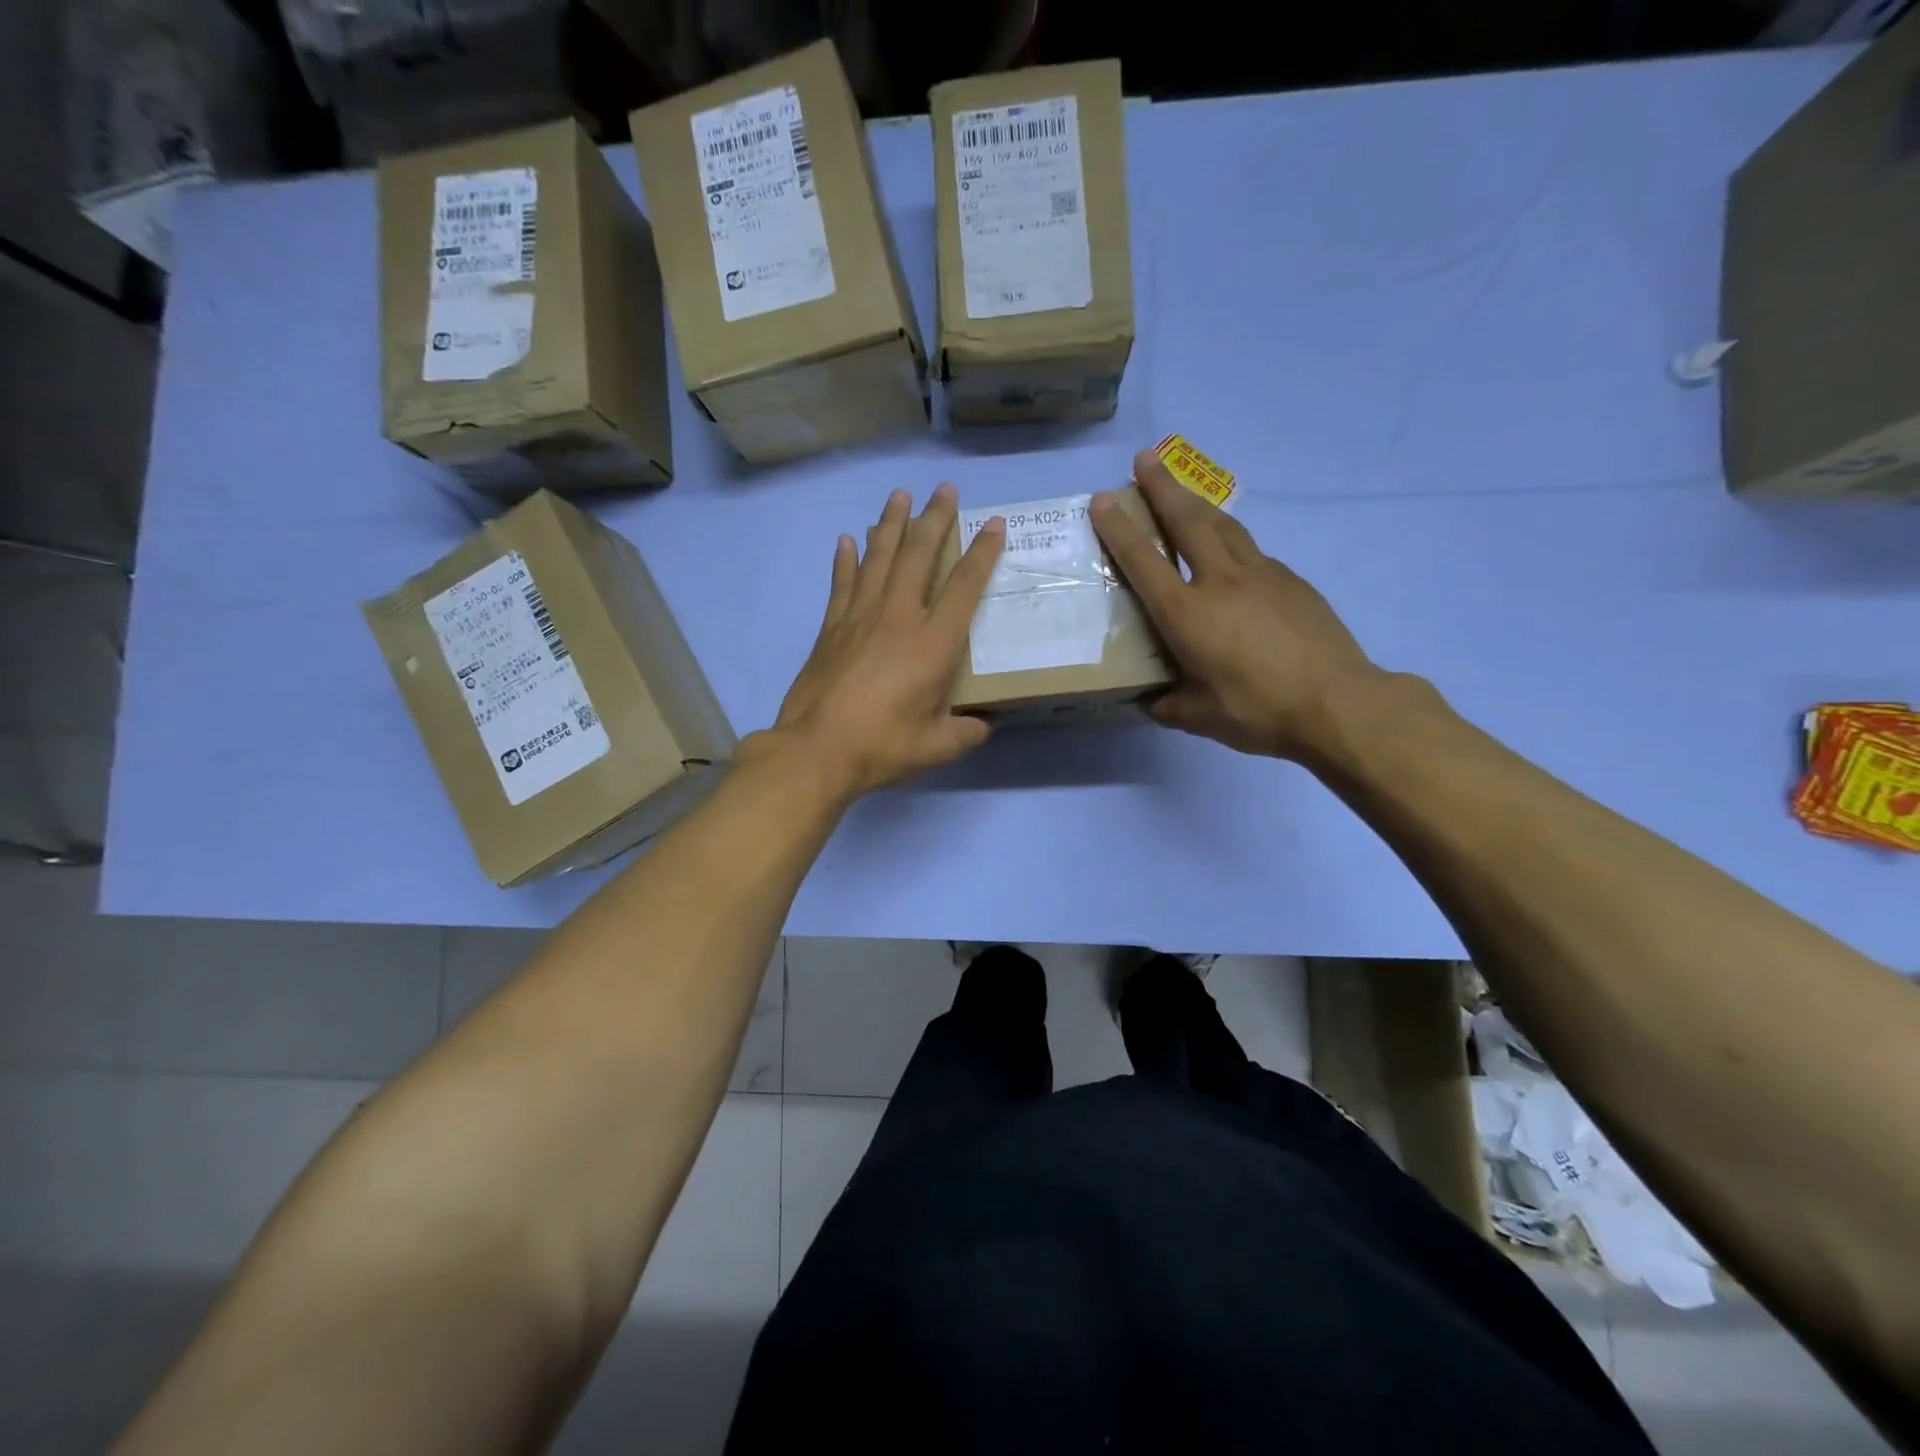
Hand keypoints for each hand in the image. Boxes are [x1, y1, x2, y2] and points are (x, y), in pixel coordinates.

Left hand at [771, 484, 1004, 798]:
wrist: (816, 749)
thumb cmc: (882, 746)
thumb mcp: (937, 746)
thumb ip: (966, 732)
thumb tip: (983, 726)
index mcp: (933, 643)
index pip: (964, 586)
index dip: (982, 553)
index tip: (993, 524)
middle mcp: (899, 617)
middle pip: (919, 556)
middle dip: (934, 519)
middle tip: (945, 489)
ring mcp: (860, 617)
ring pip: (879, 558)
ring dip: (890, 524)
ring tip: (899, 496)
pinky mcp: (831, 627)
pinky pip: (842, 583)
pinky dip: (845, 559)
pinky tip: (847, 539)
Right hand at [1091, 449, 1379, 759]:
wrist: (1339, 703)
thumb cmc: (1259, 710)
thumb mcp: (1200, 717)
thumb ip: (1169, 706)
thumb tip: (1153, 702)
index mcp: (1187, 613)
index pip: (1143, 561)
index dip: (1119, 529)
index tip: (1103, 499)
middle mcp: (1220, 581)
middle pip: (1187, 521)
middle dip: (1162, 486)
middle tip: (1144, 458)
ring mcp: (1261, 575)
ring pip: (1223, 525)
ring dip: (1197, 502)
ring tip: (1182, 488)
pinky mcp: (1292, 581)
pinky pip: (1252, 552)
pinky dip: (1231, 541)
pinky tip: (1230, 554)